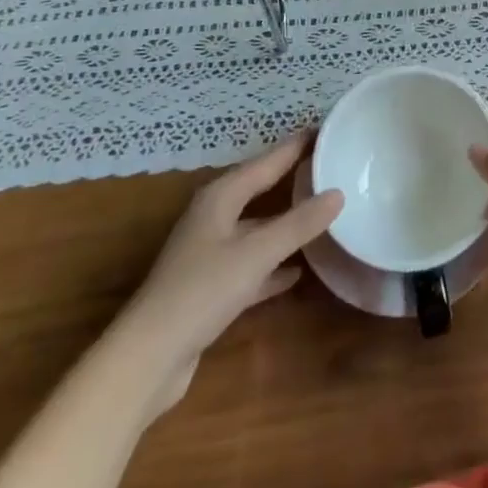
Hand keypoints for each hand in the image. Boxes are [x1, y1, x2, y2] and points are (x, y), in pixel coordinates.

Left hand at [121, 135, 340, 408]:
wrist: (148, 358)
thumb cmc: (202, 291)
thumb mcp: (256, 253)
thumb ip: (298, 223)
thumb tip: (338, 193)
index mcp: (221, 197)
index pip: (266, 161)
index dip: (295, 146)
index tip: (326, 129)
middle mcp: (214, 217)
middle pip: (260, 189)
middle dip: (292, 178)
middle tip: (330, 165)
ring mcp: (210, 253)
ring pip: (257, 228)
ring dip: (286, 222)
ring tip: (323, 213)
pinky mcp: (211, 288)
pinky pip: (252, 264)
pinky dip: (274, 264)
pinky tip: (299, 270)